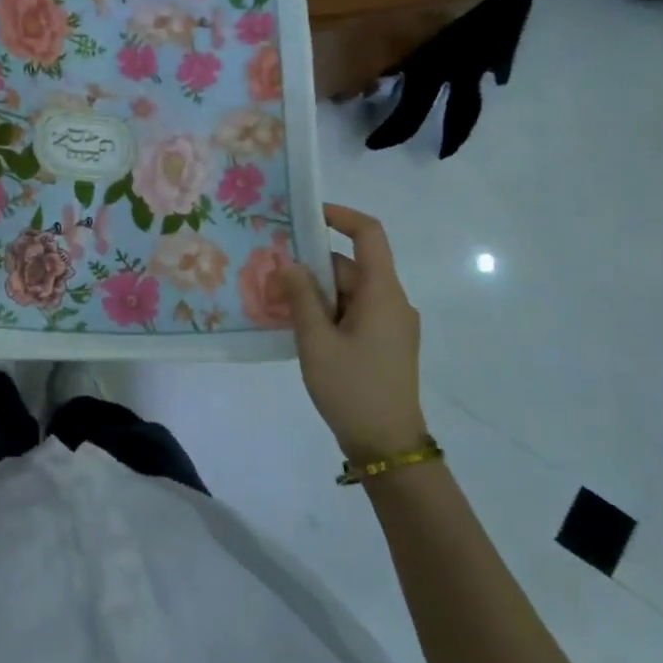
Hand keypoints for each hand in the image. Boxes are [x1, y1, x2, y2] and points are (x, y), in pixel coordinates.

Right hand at [279, 203, 426, 459]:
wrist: (388, 447)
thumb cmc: (353, 389)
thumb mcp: (317, 342)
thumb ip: (301, 298)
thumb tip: (289, 263)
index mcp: (382, 293)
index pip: (370, 235)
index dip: (340, 216)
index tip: (306, 214)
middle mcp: (392, 301)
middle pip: (351, 266)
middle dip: (312, 266)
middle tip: (270, 273)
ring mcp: (390, 324)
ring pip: (349, 292)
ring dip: (315, 293)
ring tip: (276, 302)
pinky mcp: (384, 344)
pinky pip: (353, 313)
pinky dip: (327, 312)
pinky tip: (297, 326)